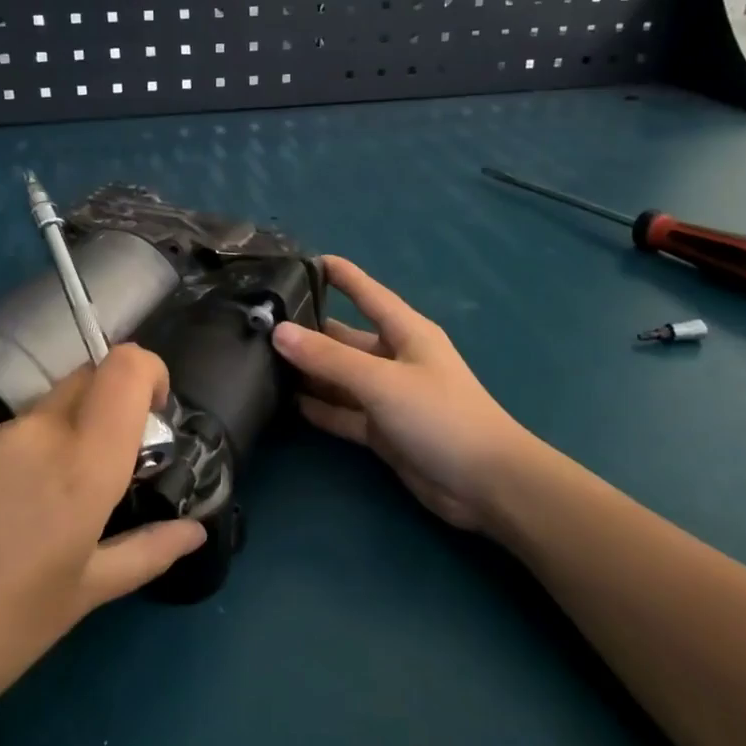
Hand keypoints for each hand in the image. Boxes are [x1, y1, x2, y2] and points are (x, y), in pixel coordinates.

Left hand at [0, 345, 204, 745]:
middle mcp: (33, 431)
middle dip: (102, 413)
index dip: (148, 372)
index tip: (151, 412)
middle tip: (91, 478)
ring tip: (19, 519)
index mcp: (82, 463)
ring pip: (35, 416)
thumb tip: (195, 531)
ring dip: (47, 446)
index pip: (126, 367)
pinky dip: (1, 462)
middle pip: (85, 381)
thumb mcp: (81, 597)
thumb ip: (146, 551)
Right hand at [272, 256, 534, 532]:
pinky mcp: (382, 430)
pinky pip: (343, 412)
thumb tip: (279, 332)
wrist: (485, 484)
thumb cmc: (440, 415)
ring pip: (339, 377)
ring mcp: (387, 395)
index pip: (365, 292)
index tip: (298, 261)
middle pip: (344, 336)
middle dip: (308, 329)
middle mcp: (394, 357)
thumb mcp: (381, 381)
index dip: (337, 274)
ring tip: (260, 360)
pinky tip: (285, 402)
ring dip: (308, 371)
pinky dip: (319, 408)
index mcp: (405, 331)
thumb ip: (329, 358)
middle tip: (260, 322)